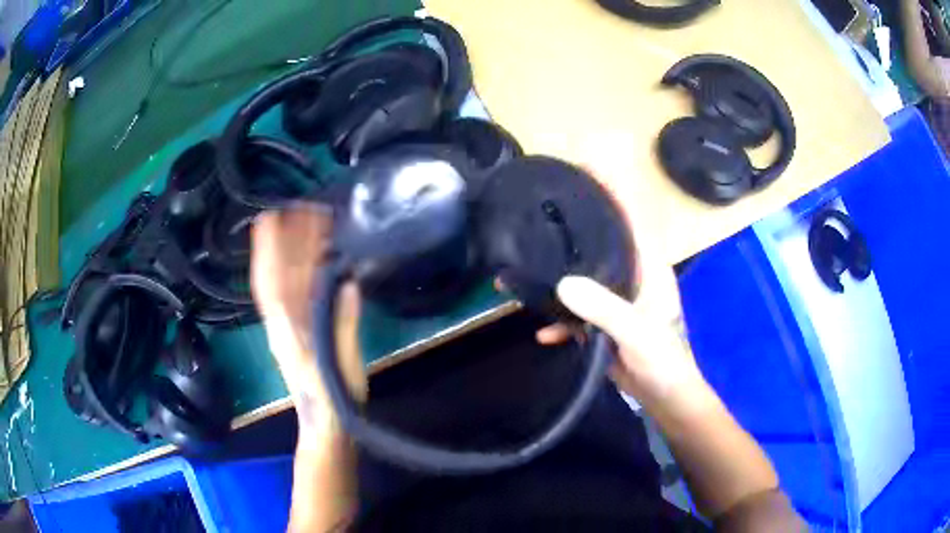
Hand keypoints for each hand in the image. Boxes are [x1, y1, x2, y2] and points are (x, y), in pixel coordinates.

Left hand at [251, 204, 365, 435]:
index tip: (282, 219)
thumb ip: (344, 325)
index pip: (281, 281)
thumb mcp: (344, 364)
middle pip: (275, 274)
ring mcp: (282, 327)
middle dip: (281, 240)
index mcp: (292, 331)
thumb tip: (348, 283)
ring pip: (274, 282)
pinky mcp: (288, 331)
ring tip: (286, 222)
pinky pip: (279, 294)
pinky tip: (288, 256)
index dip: (279, 248)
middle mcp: (281, 324)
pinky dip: (280, 270)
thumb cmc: (336, 399)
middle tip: (293, 208)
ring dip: (278, 250)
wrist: (324, 424)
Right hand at [536, 133, 714, 415]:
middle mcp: (632, 275)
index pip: (630, 217)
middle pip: (603, 240)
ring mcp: (617, 299)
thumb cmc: (662, 359)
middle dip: (577, 225)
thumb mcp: (636, 332)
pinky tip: (543, 332)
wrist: (662, 395)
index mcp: (648, 266)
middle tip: (544, 209)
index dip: (613, 189)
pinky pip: (577, 311)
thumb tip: (562, 283)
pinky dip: (561, 319)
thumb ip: (603, 308)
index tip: (587, 165)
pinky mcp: (604, 321)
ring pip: (585, 275)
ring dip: (558, 278)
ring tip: (526, 269)